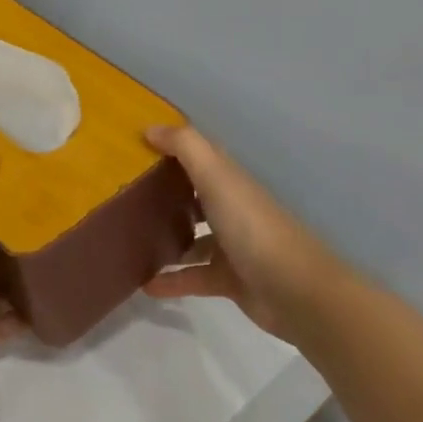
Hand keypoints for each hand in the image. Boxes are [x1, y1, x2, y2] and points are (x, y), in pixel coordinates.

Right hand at [142, 125, 348, 343]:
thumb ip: (185, 147)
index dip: (172, 147)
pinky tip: (144, 284)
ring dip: (166, 236)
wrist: (296, 293)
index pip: (200, 156)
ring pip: (193, 236)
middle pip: (195, 194)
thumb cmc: (252, 227)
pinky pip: (193, 276)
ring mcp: (232, 246)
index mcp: (230, 181)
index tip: (135, 144)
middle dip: (165, 191)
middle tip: (125, 191)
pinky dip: (171, 279)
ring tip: (130, 236)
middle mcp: (232, 208)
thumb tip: (149, 128)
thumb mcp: (216, 177)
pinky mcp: (229, 280)